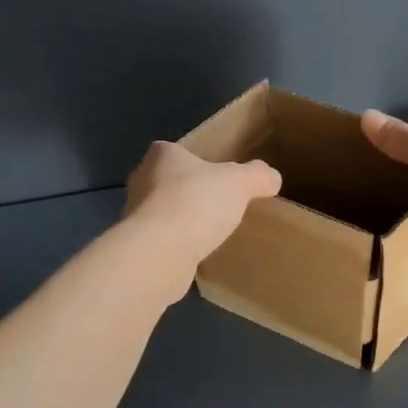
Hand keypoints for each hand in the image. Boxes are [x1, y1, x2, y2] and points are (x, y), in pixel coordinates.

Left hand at [124, 140, 281, 263]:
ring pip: (164, 213)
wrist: (160, 253)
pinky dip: (177, 246)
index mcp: (161, 155)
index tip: (216, 178)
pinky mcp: (138, 247)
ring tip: (210, 233)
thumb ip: (257, 176)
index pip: (177, 152)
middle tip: (218, 206)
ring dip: (182, 222)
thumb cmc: (196, 202)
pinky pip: (162, 241)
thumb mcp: (240, 182)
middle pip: (169, 182)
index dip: (196, 163)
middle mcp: (141, 181)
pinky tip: (196, 255)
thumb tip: (272, 177)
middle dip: (190, 193)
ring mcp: (135, 216)